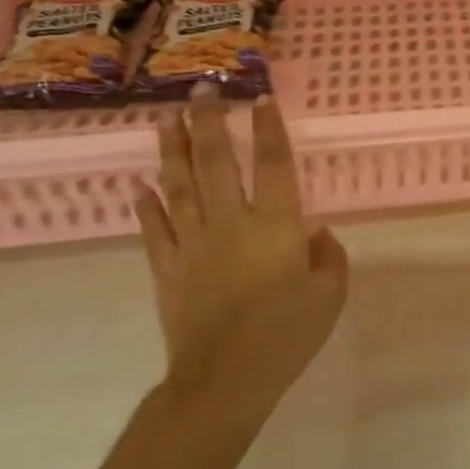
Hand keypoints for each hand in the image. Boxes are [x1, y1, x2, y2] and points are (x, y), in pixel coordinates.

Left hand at [135, 84, 348, 421]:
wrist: (225, 379)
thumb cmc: (287, 334)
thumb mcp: (330, 294)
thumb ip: (328, 256)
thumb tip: (314, 234)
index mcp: (276, 226)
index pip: (274, 165)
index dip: (269, 129)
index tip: (260, 98)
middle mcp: (232, 223)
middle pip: (218, 163)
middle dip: (211, 123)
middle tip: (201, 89)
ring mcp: (193, 243)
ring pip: (180, 186)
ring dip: (173, 149)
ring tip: (165, 117)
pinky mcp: (167, 268)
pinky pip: (154, 229)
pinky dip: (146, 204)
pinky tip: (140, 183)